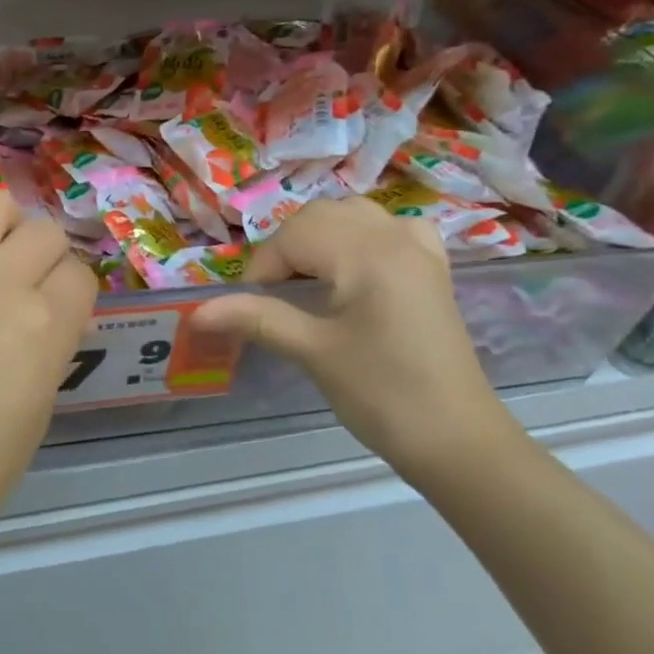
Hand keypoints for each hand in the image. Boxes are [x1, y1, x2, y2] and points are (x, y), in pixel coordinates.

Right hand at [192, 199, 512, 471]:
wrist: (456, 439)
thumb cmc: (381, 395)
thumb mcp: (313, 353)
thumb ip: (255, 320)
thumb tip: (197, 312)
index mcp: (367, 254)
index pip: (293, 236)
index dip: (261, 268)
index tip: (250, 307)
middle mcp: (394, 237)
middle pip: (320, 215)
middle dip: (286, 249)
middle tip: (273, 296)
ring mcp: (419, 250)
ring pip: (354, 214)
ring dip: (320, 236)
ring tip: (307, 279)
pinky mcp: (432, 270)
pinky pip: (391, 229)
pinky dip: (363, 236)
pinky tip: (356, 266)